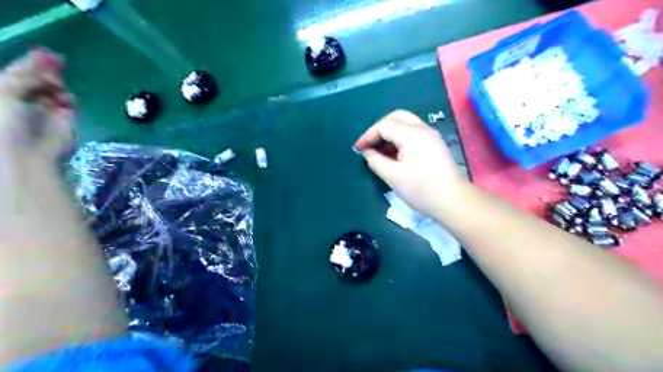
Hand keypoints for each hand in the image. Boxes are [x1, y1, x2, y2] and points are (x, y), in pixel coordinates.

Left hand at [0, 48, 71, 158]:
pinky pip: (68, 102)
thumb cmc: (3, 122)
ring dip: (56, 84)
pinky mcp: (63, 119)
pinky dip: (68, 99)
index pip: (16, 71)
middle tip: (54, 70)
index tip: (46, 55)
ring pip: (53, 87)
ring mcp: (43, 108)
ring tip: (57, 88)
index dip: (29, 62)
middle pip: (36, 77)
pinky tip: (65, 101)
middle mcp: (21, 97)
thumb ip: (24, 72)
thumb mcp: (5, 89)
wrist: (25, 154)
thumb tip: (44, 55)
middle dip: (45, 72)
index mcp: (2, 90)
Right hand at [355, 109, 467, 215]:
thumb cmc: (421, 189)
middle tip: (369, 143)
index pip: (384, 126)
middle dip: (379, 128)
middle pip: (396, 117)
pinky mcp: (435, 144)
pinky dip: (400, 137)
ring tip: (379, 149)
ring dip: (390, 132)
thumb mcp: (392, 176)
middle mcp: (422, 129)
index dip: (368, 136)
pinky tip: (394, 152)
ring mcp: (431, 135)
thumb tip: (368, 152)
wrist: (453, 200)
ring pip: (406, 123)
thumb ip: (376, 161)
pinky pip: (414, 132)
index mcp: (411, 134)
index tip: (357, 149)